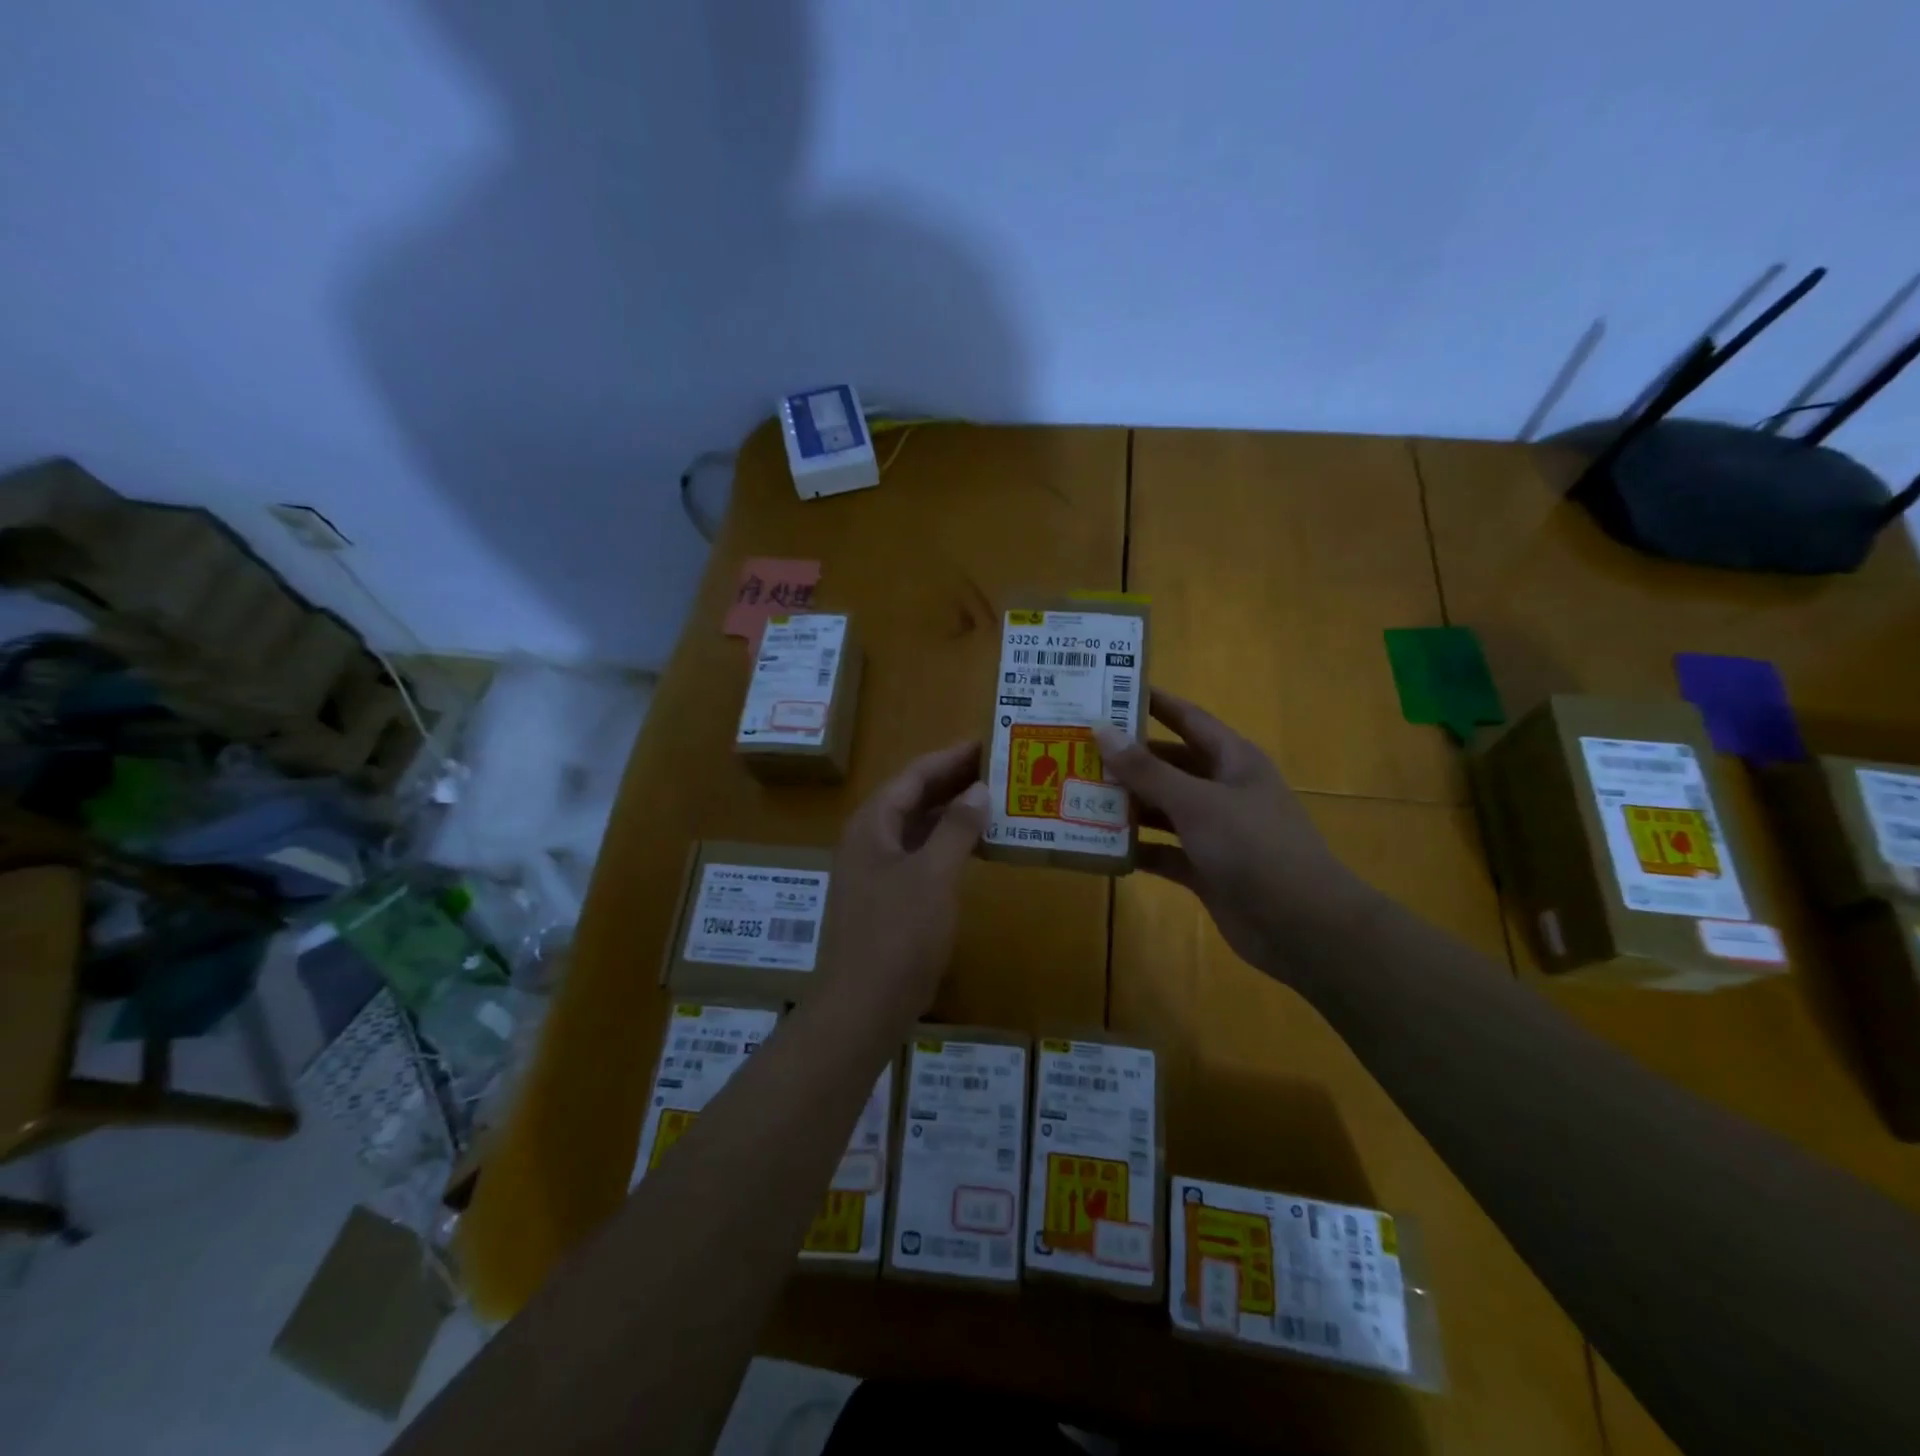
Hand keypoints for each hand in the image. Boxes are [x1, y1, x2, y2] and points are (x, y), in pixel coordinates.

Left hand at [822, 741, 988, 1020]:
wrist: (863, 1006)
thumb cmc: (898, 934)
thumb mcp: (933, 875)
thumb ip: (957, 829)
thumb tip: (979, 789)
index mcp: (873, 824)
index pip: (915, 775)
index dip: (952, 757)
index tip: (989, 743)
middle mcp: (869, 839)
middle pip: (914, 798)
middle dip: (955, 782)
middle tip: (1000, 769)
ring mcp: (875, 870)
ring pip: (918, 828)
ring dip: (953, 814)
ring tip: (996, 802)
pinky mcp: (886, 898)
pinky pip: (919, 856)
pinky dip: (947, 846)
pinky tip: (977, 849)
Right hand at [1093, 690, 1375, 977]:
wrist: (1302, 926)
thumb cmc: (1254, 847)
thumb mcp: (1196, 802)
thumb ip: (1146, 770)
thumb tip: (1101, 728)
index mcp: (1232, 760)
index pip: (1188, 718)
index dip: (1153, 703)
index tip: (1110, 691)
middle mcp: (1222, 790)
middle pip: (1168, 765)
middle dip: (1127, 759)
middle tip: (1077, 749)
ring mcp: (1214, 831)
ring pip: (1162, 809)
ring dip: (1126, 805)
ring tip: (1077, 795)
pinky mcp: (1205, 869)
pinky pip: (1163, 851)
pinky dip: (1137, 849)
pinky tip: (1100, 846)